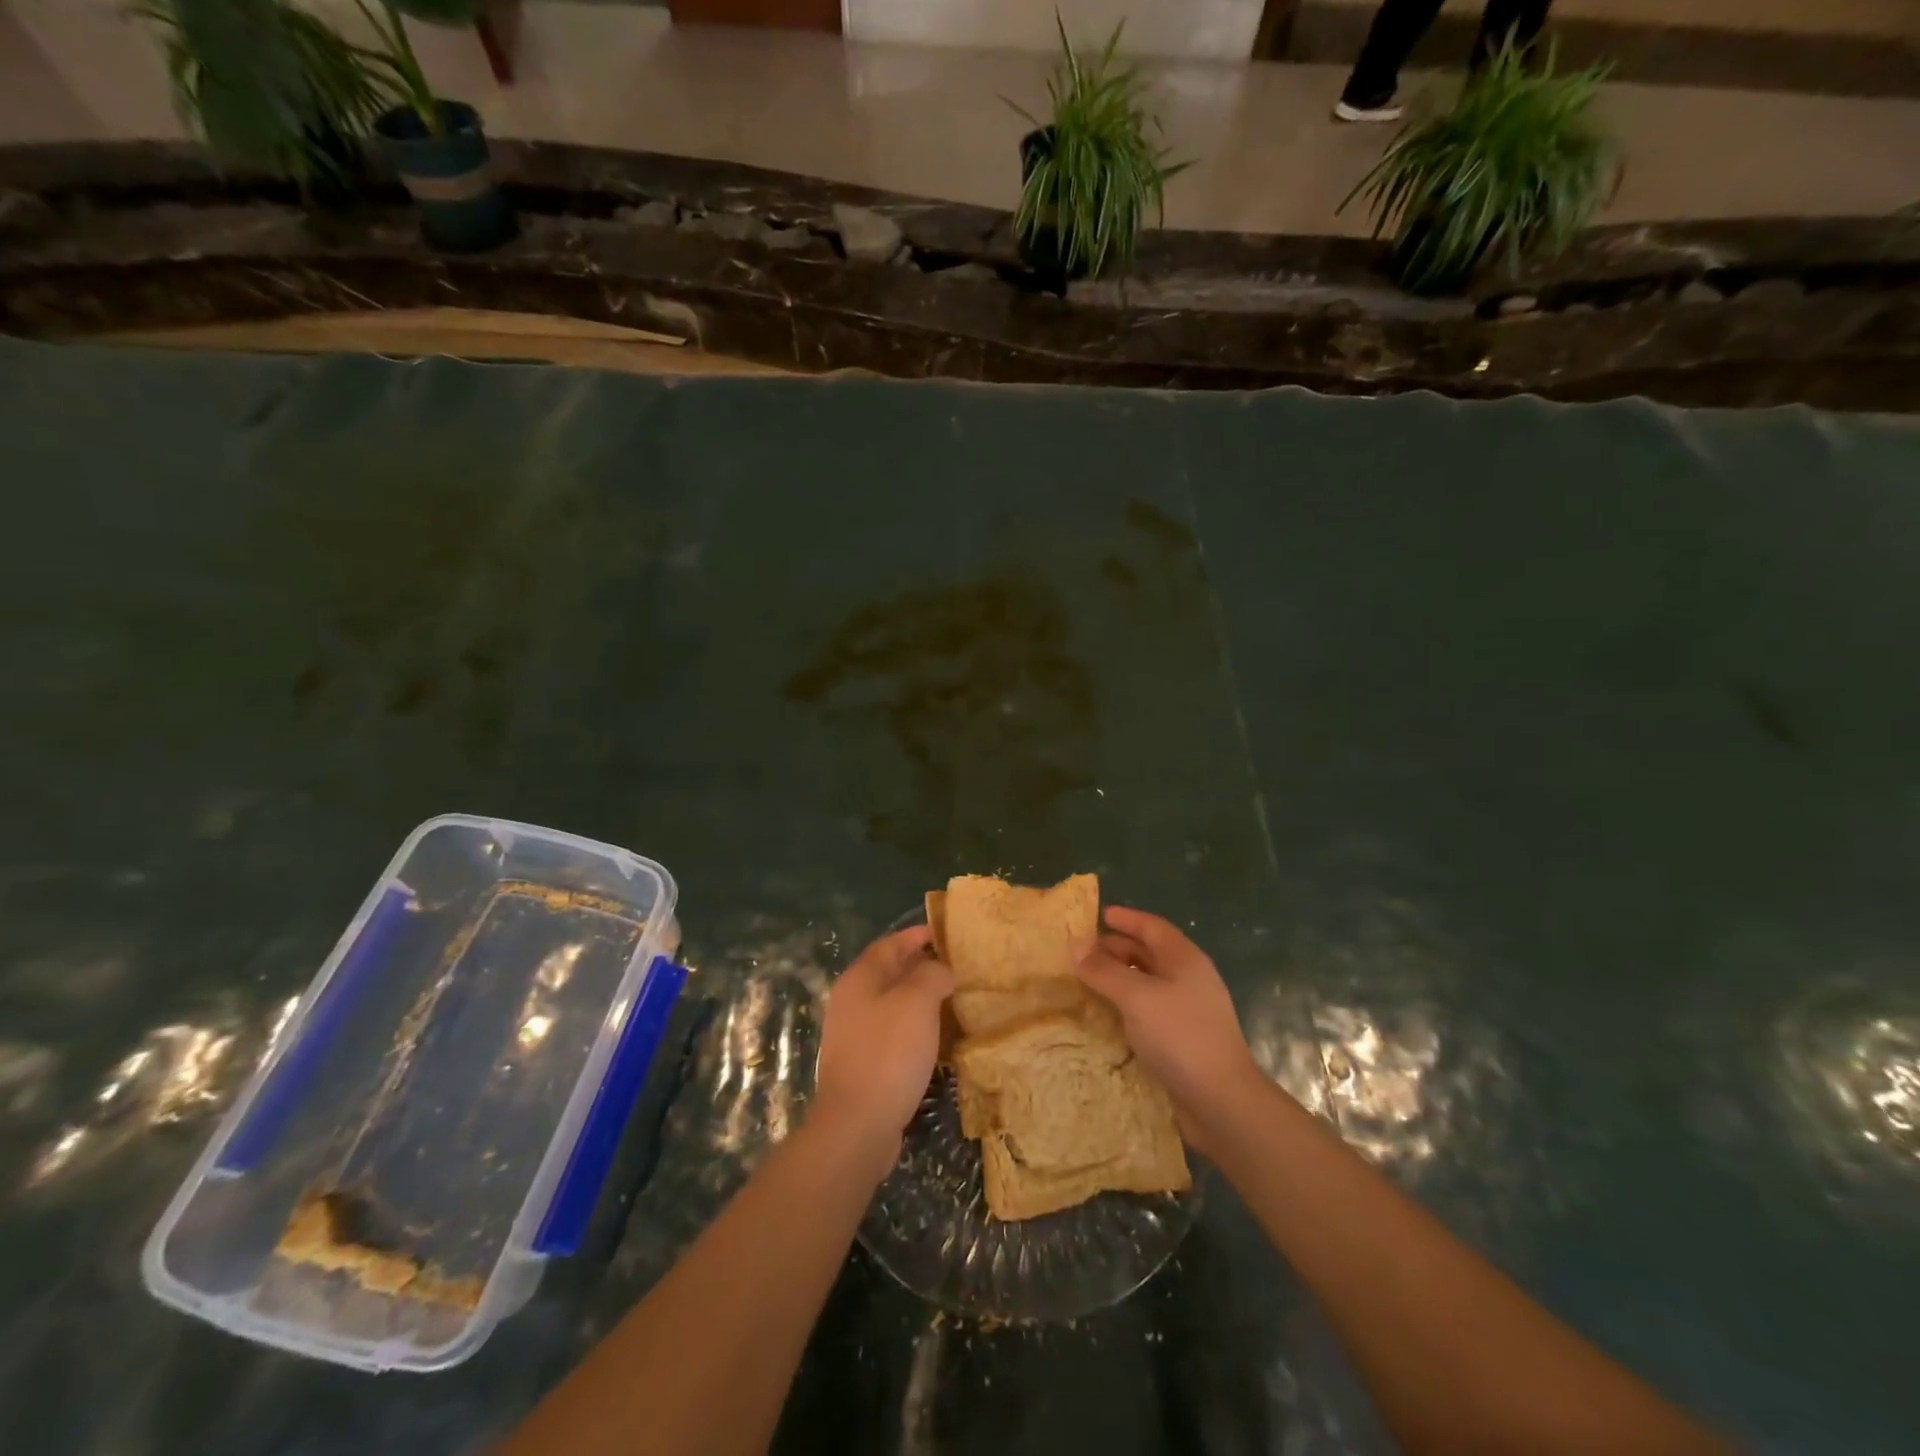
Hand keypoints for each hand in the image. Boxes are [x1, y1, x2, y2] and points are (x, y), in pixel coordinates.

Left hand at [810, 925, 953, 1180]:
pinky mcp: (863, 1064)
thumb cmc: (888, 1053)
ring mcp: (854, 1034)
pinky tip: (936, 1037)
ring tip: (953, 999)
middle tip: (956, 966)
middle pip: (889, 973)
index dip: (917, 935)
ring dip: (920, 998)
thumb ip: (932, 975)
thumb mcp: (917, 1002)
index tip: (945, 934)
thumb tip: (940, 970)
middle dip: (921, 966)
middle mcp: (851, 1001)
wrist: (858, 1125)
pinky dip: (915, 1026)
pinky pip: (893, 1032)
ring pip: (892, 1004)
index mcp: (859, 979)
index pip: (890, 944)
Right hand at [1074, 907, 1263, 1150]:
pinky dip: (1124, 1007)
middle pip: (1149, 954)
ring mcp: (1186, 1012)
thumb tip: (1075, 945)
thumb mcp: (1137, 997)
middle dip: (1116, 949)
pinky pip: (1146, 1012)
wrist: (1221, 1102)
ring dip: (1117, 979)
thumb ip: (1104, 970)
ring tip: (1085, 981)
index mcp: (1184, 960)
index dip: (1127, 919)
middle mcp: (1188, 980)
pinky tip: (1103, 1016)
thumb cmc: (1180, 1036)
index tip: (1099, 915)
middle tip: (1082, 951)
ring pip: (1146, 984)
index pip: (1152, 927)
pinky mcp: (1180, 1041)